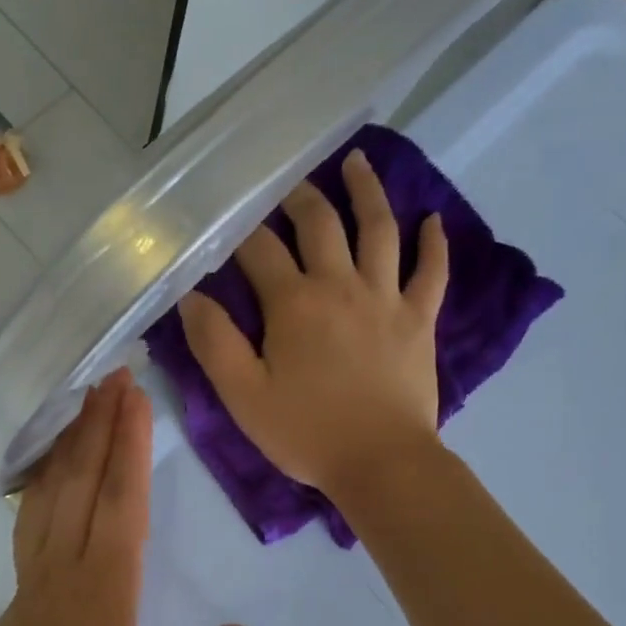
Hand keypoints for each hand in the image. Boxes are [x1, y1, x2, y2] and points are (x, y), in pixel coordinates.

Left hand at [0, 370, 257, 625]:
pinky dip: (45, 471)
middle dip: (102, 424)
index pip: (119, 506)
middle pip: (84, 481)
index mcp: (100, 592)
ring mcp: (37, 569)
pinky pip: (33, 508)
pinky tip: (53, 456)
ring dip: (74, 438)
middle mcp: (64, 566)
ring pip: (53, 488)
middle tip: (116, 373)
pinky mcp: (23, 577)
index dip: (129, 450)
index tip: (137, 400)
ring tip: (88, 396)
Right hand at [178, 149, 448, 498]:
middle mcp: (340, 285)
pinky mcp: (419, 319)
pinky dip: (433, 244)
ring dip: (367, 192)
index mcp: (293, 302)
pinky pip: (431, 272)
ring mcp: (386, 298)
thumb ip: (214, 342)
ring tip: (357, 162)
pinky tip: (433, 220)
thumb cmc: (306, 432)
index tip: (230, 218)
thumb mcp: (243, 395)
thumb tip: (192, 296)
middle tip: (289, 182)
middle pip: (320, 224)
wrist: (381, 463)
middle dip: (299, 197)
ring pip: (379, 230)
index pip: (260, 248)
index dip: (242, 229)